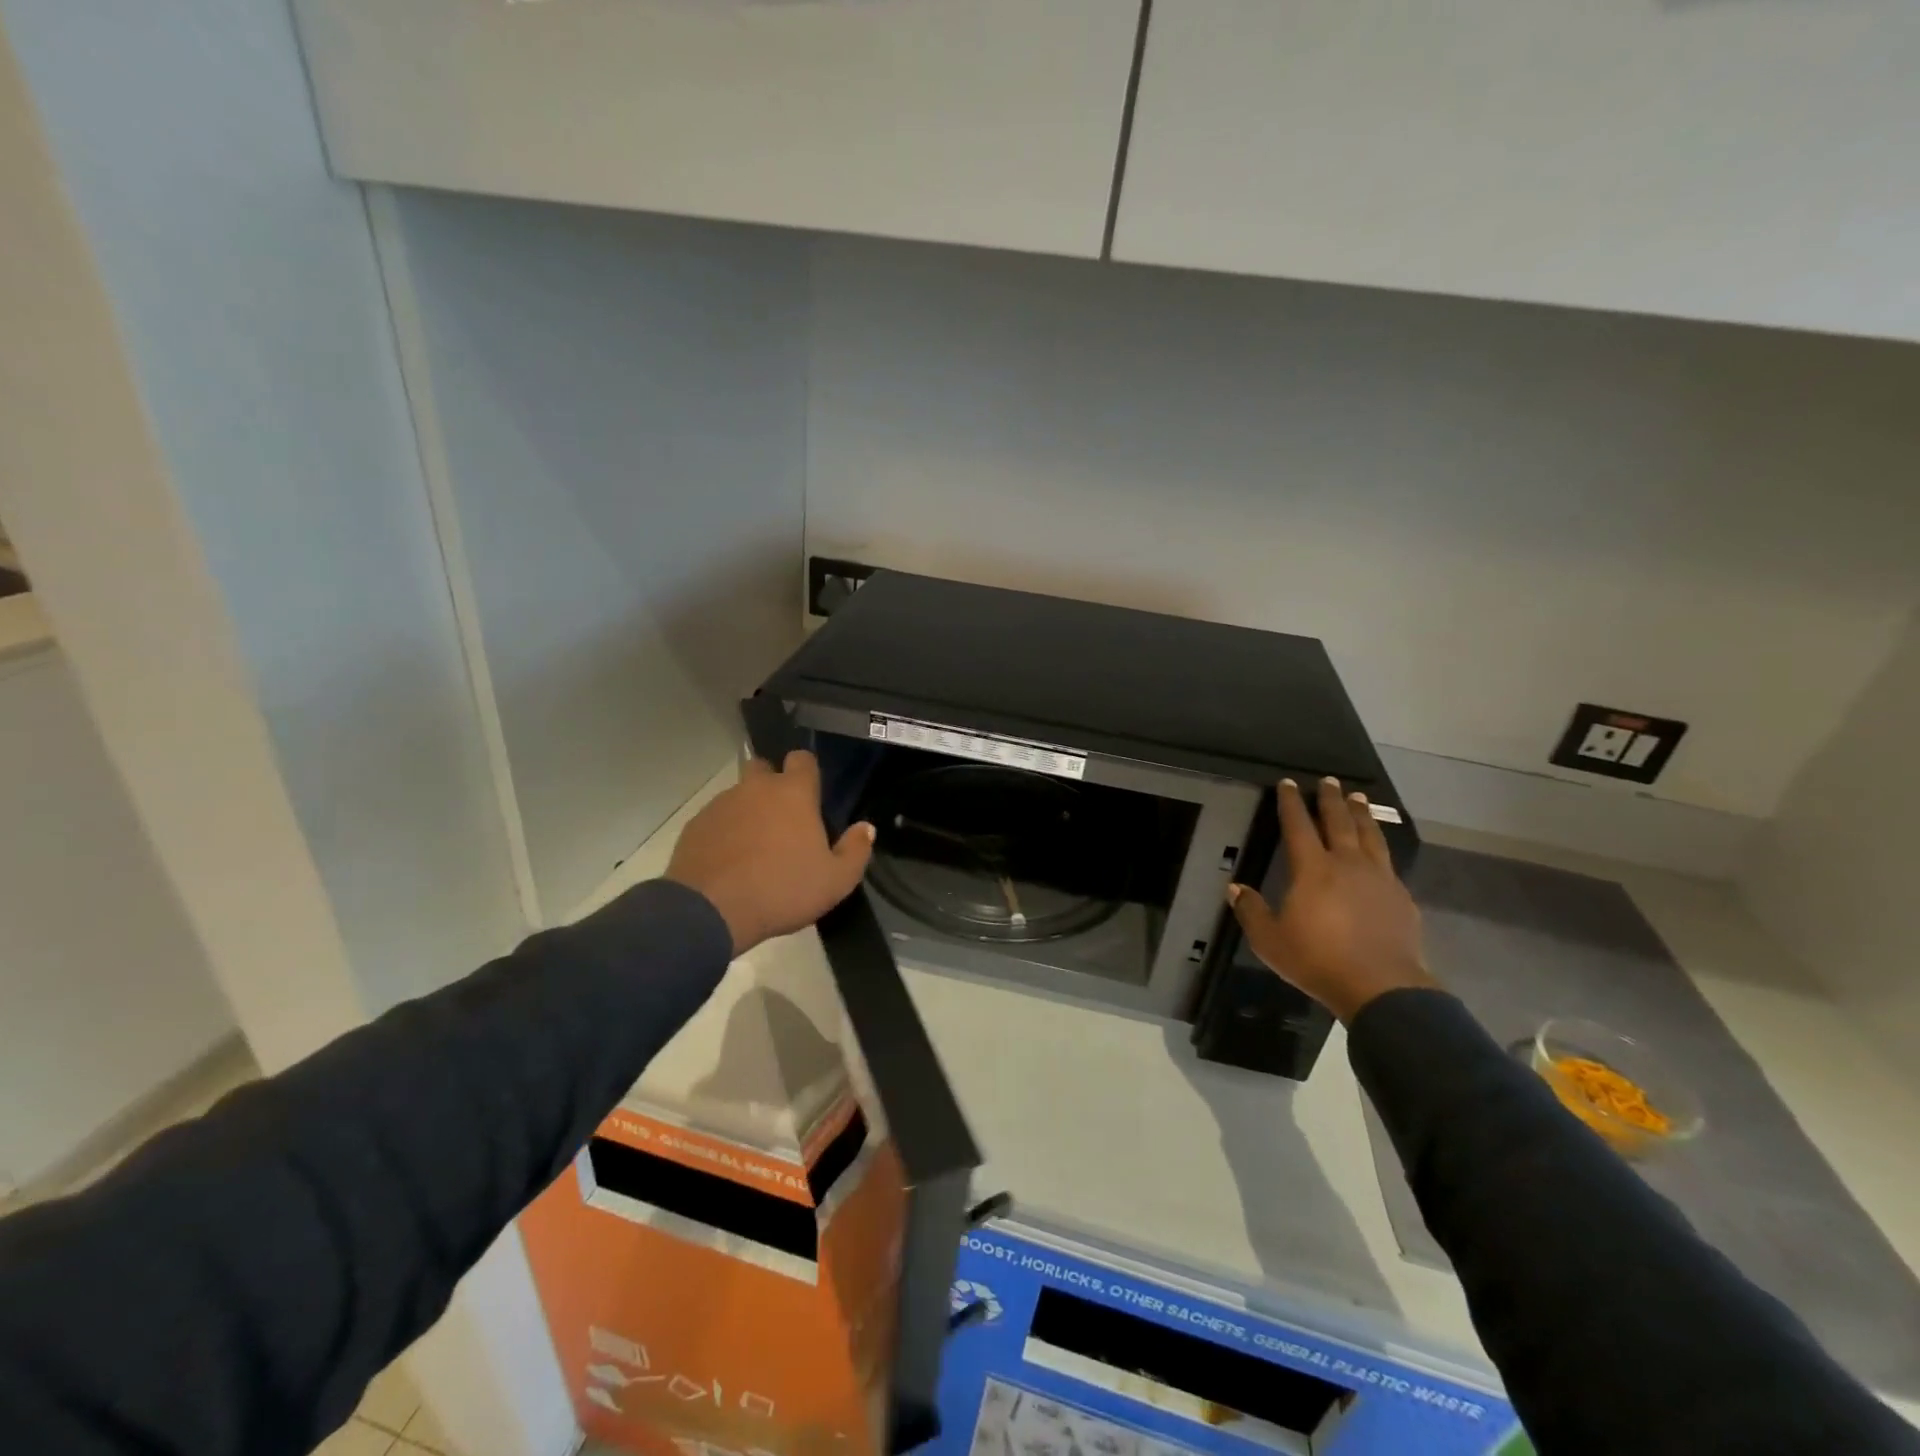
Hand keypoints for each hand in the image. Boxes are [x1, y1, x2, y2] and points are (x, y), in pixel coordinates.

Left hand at [665, 751, 875, 956]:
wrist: (709, 912)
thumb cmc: (782, 891)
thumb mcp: (835, 881)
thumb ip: (855, 851)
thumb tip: (866, 828)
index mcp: (793, 793)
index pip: (803, 759)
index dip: (808, 772)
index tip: (812, 795)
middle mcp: (756, 788)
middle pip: (764, 768)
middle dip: (773, 784)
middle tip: (783, 819)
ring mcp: (721, 804)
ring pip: (739, 795)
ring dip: (748, 811)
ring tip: (755, 849)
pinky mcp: (696, 825)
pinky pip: (716, 819)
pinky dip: (724, 833)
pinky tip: (729, 862)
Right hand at [1228, 777, 1438, 1022]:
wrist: (1382, 987)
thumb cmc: (1318, 960)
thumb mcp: (1270, 941)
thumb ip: (1252, 911)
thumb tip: (1234, 888)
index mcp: (1313, 869)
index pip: (1298, 826)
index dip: (1291, 803)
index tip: (1288, 783)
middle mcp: (1347, 864)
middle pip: (1339, 822)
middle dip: (1332, 799)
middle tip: (1330, 780)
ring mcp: (1379, 878)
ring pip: (1369, 836)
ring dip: (1362, 815)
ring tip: (1359, 798)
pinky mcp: (1401, 897)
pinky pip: (1388, 863)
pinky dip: (1380, 848)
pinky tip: (1379, 852)